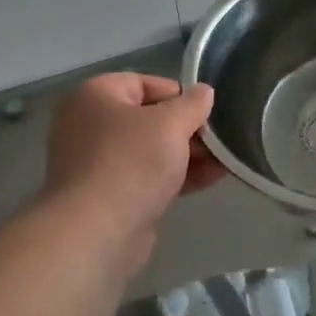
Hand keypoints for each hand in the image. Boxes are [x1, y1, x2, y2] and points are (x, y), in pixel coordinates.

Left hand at [41, 74, 222, 277]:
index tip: (207, 112)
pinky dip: (177, 176)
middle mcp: (89, 125)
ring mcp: (97, 163)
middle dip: (188, 129)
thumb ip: (192, 104)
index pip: (144, 83)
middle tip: (220, 139)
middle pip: (149, 118)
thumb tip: (204, 92)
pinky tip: (212, 178)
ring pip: (151, 150)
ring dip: (188, 154)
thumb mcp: (170, 124)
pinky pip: (148, 177)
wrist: (96, 232)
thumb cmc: (131, 163)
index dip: (179, 95)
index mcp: (95, 96)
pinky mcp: (109, 195)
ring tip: (225, 160)